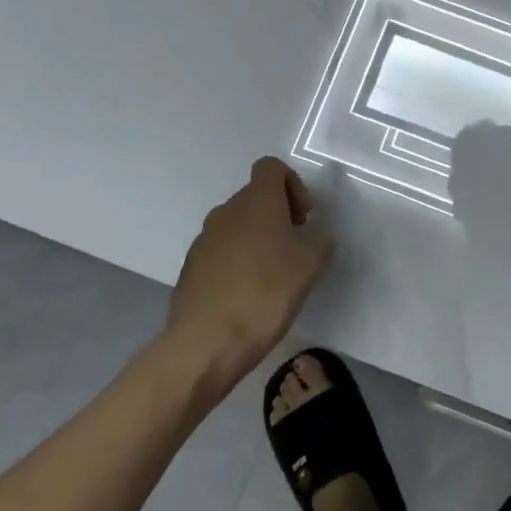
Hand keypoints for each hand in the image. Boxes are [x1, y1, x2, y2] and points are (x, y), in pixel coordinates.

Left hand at [164, 158, 333, 379]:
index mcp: (256, 201)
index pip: (271, 167)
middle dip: (278, 214)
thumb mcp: (310, 265)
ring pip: (237, 224)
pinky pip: (221, 250)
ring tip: (273, 273)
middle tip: (296, 246)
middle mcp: (226, 211)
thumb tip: (315, 236)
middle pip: (255, 196)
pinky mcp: (191, 267)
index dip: (292, 184)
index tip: (304, 217)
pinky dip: (237, 260)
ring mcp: (204, 239)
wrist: (206, 343)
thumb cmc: (266, 294)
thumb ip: (320, 241)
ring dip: (257, 238)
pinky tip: (248, 293)